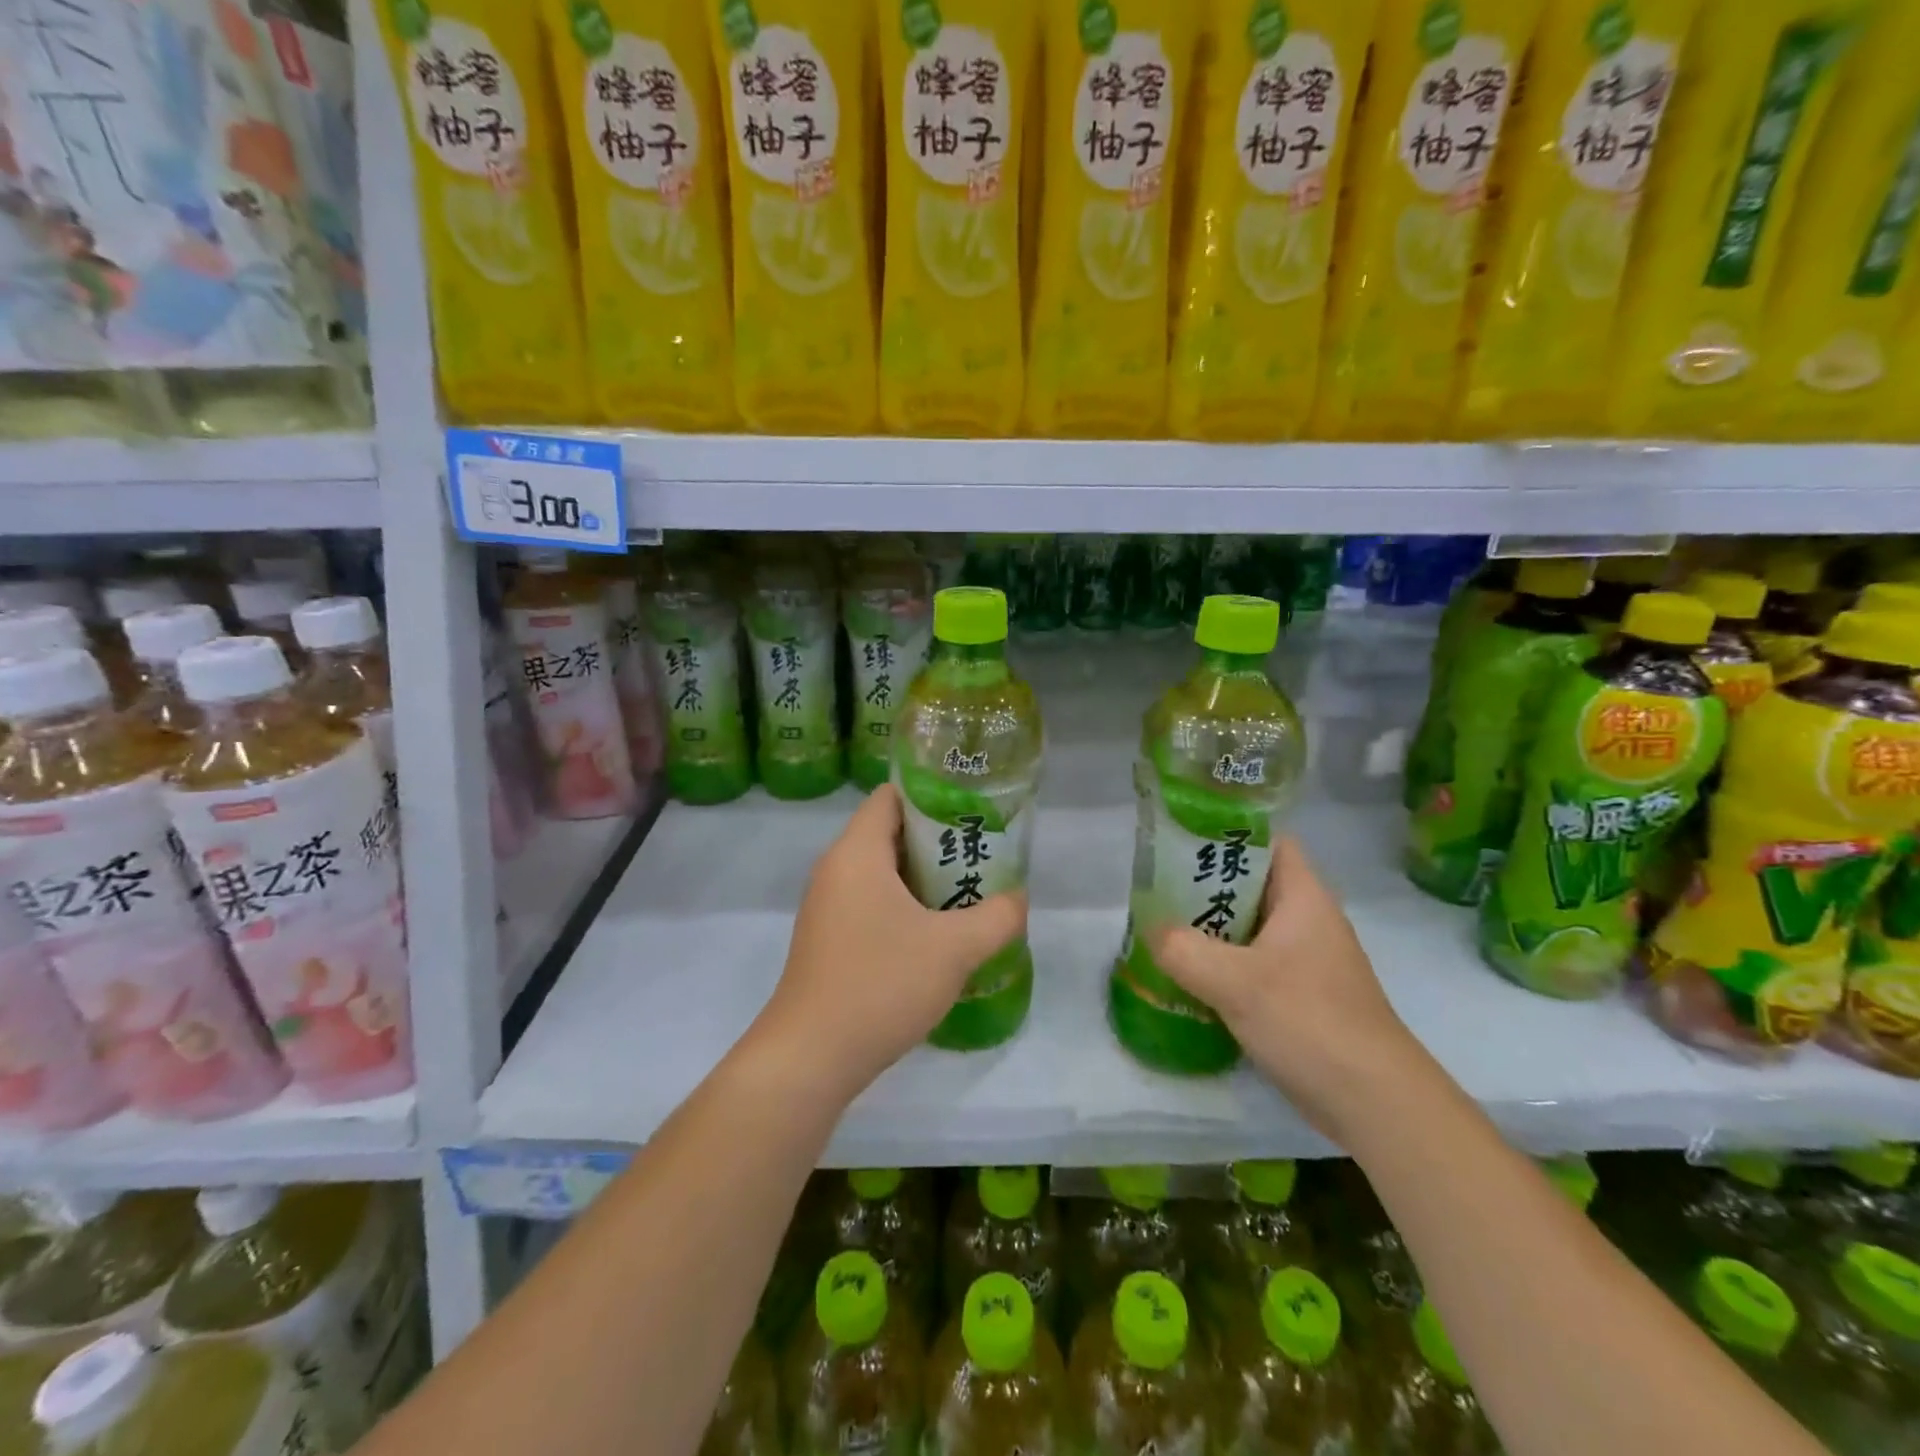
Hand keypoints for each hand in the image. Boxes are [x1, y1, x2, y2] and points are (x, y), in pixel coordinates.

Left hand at [750, 785, 1026, 1103]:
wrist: (811, 1057)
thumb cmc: (881, 984)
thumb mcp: (954, 949)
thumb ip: (997, 917)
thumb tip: (1018, 899)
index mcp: (857, 852)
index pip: (892, 795)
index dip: (933, 794)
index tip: (973, 810)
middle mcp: (836, 869)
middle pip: (890, 832)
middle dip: (938, 840)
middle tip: (982, 854)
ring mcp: (828, 906)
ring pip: (882, 872)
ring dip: (924, 878)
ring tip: (968, 891)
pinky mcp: (828, 939)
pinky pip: (871, 903)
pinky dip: (904, 906)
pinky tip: (936, 934)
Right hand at [1149, 837, 1423, 1139]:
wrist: (1375, 1104)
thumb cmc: (1310, 1022)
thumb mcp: (1235, 982)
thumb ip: (1183, 949)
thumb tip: (1151, 930)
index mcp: (1304, 898)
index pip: (1268, 842)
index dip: (1228, 834)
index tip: (1180, 839)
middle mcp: (1307, 921)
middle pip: (1251, 884)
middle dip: (1205, 884)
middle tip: (1157, 886)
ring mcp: (1306, 961)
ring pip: (1249, 927)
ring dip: (1210, 927)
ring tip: (1162, 927)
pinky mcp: (1300, 996)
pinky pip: (1252, 964)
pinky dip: (1221, 964)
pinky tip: (1187, 976)